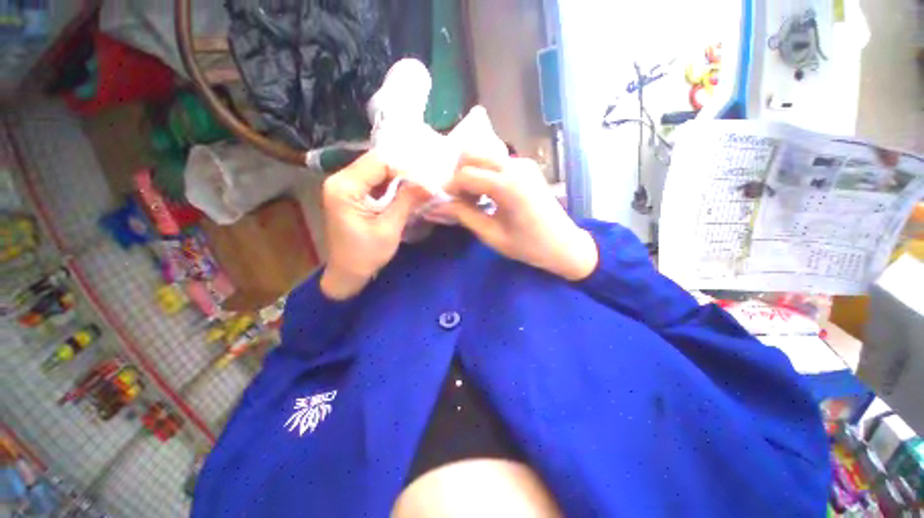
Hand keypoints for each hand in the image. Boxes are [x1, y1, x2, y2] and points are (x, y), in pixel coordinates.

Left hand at [320, 152, 426, 299]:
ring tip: (418, 189)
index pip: (378, 162)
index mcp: (344, 187)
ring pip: (376, 171)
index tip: (424, 182)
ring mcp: (343, 186)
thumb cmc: (365, 255)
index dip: (404, 169)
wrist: (346, 274)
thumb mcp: (389, 228)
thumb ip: (407, 201)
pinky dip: (390, 187)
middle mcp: (339, 180)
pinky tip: (404, 194)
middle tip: (424, 184)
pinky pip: (373, 182)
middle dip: (402, 173)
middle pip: (376, 163)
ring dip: (397, 179)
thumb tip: (430, 184)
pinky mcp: (349, 194)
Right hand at [428, 155, 598, 280]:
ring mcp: (522, 163)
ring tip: (473, 198)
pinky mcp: (527, 166)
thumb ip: (464, 216)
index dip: (450, 188)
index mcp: (507, 186)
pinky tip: (487, 194)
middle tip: (459, 198)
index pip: (465, 174)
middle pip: (471, 153)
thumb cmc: (528, 246)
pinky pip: (496, 161)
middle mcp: (514, 166)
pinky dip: (484, 173)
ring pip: (483, 154)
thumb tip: (437, 206)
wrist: (563, 245)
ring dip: (471, 172)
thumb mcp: (491, 235)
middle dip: (458, 174)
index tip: (446, 203)